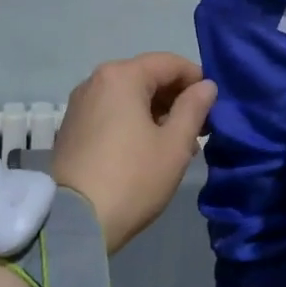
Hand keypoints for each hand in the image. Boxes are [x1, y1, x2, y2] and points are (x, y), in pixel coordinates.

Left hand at [52, 53, 216, 253]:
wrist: (76, 222)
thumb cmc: (133, 178)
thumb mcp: (174, 145)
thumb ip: (194, 108)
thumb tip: (206, 86)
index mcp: (121, 76)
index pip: (170, 63)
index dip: (197, 80)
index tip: (213, 108)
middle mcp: (95, 81)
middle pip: (147, 77)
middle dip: (176, 99)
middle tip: (198, 131)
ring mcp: (80, 104)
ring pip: (129, 96)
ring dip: (156, 113)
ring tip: (176, 145)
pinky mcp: (72, 127)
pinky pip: (111, 113)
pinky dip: (133, 122)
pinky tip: (147, 150)